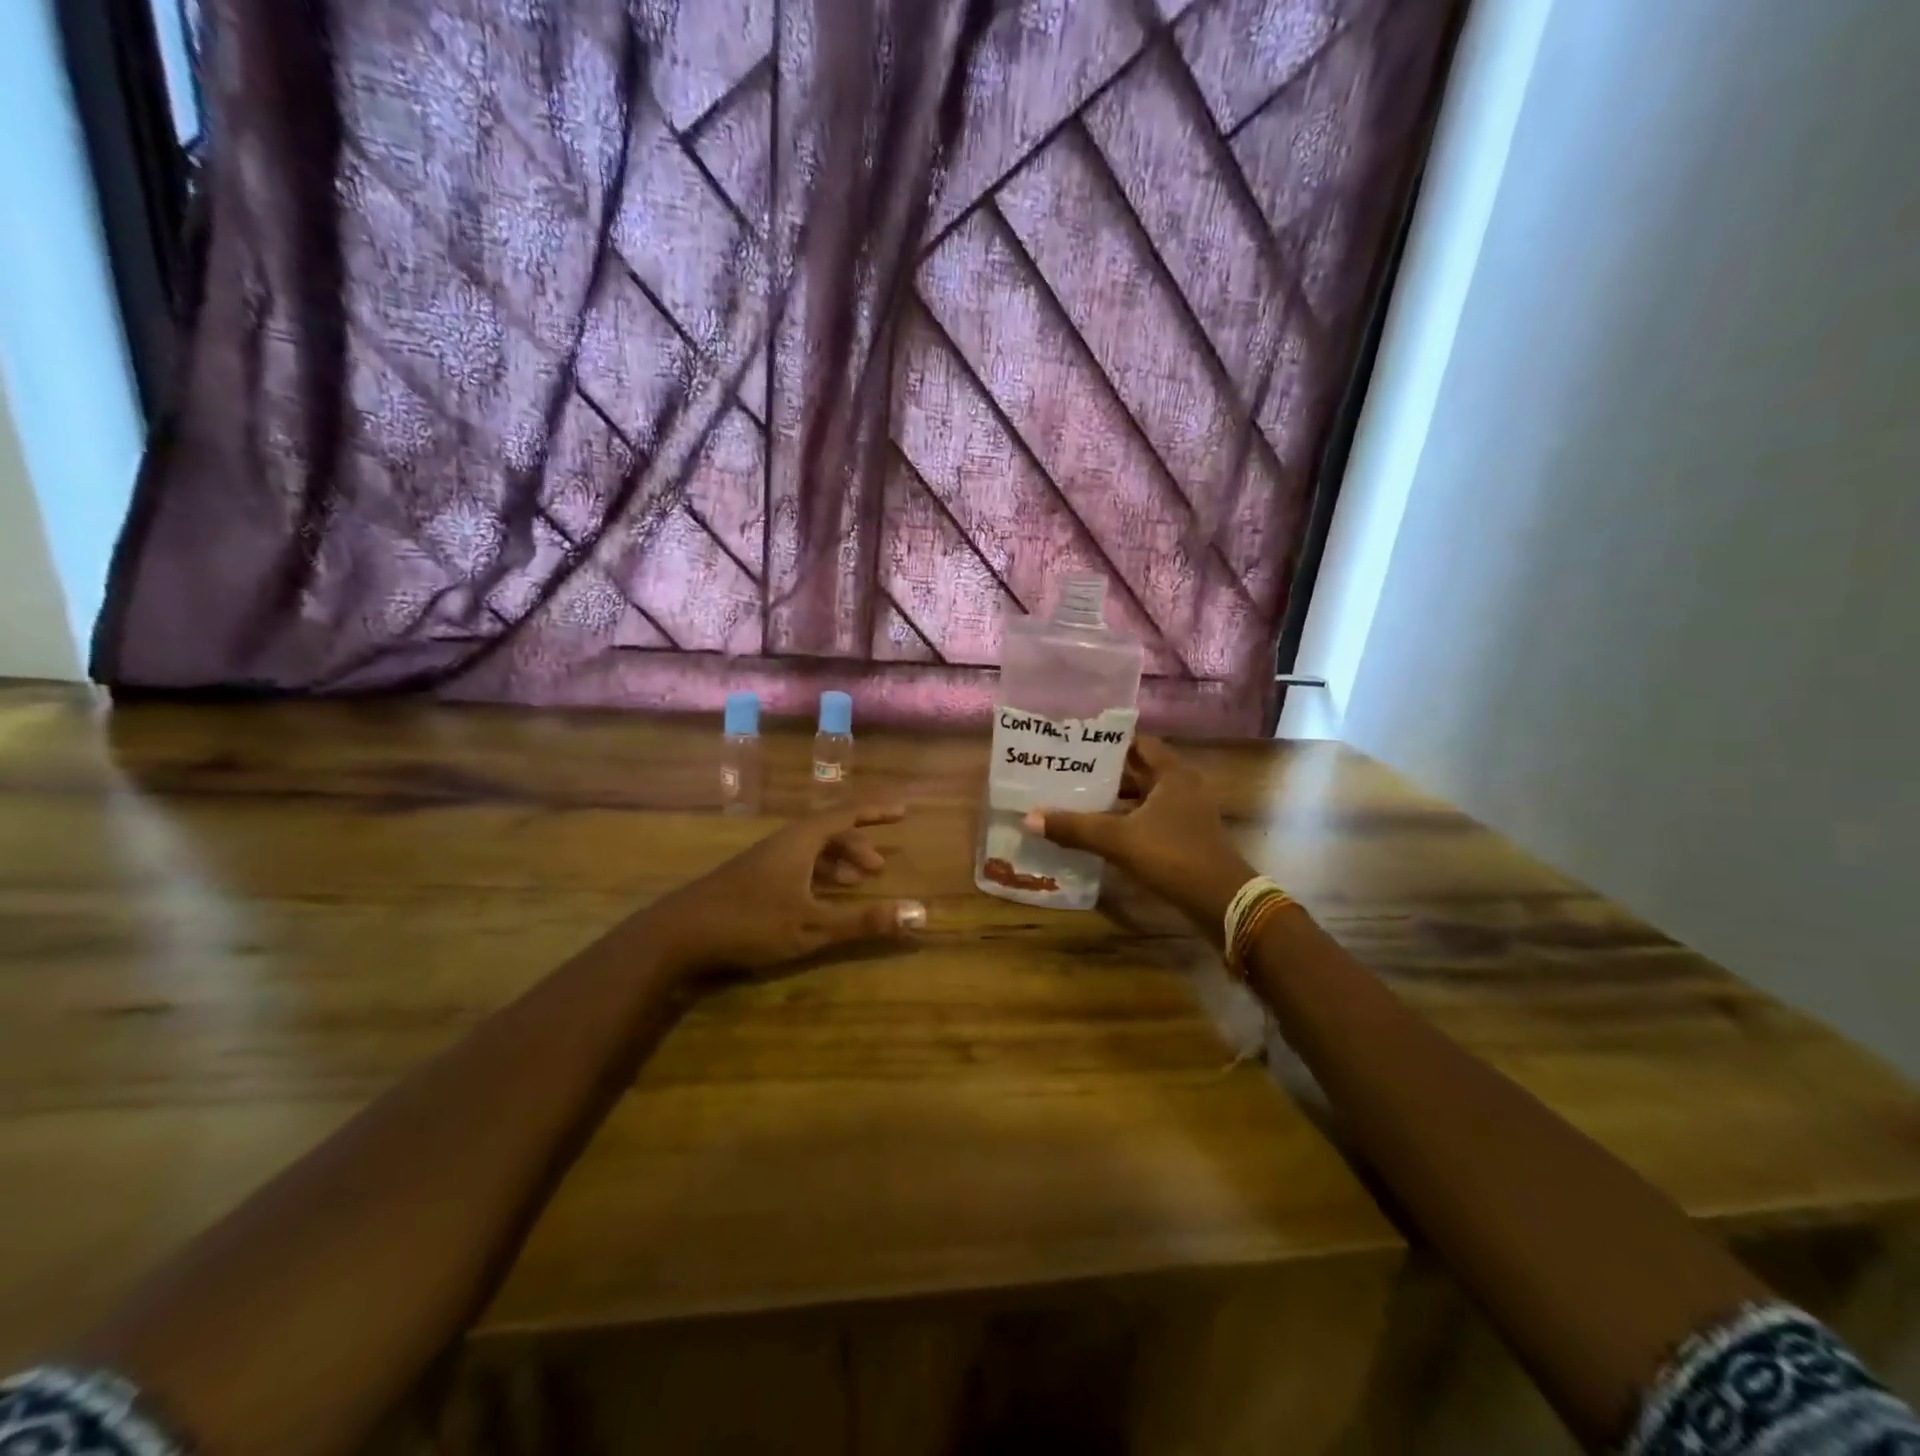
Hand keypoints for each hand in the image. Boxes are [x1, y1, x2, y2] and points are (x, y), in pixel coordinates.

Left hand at [650, 804, 926, 977]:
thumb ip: (864, 920)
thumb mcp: (812, 925)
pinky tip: (819, 900)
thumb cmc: (750, 921)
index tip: (902, 810)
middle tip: (879, 869)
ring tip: (855, 885)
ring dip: (837, 863)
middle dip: (857, 846)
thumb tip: (919, 914)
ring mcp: (764, 860)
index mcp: (801, 840)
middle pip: (828, 832)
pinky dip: (817, 876)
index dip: (876, 811)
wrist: (677, 934)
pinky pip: (796, 865)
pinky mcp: (750, 879)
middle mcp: (784, 842)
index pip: (846, 813)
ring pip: (810, 850)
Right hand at [1024, 736, 1253, 944]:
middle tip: (1066, 770)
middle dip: (1103, 771)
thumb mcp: (1119, 839)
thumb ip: (1075, 827)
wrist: (1222, 901)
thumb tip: (1030, 818)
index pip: (1137, 742)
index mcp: (1172, 773)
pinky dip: (1124, 821)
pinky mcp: (1184, 837)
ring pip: (1141, 798)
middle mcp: (1181, 786)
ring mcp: (1185, 814)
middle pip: (1137, 770)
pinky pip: (1147, 820)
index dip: (1108, 740)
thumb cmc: (1173, 856)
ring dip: (1113, 799)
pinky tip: (1097, 830)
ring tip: (1073, 798)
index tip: (1076, 741)